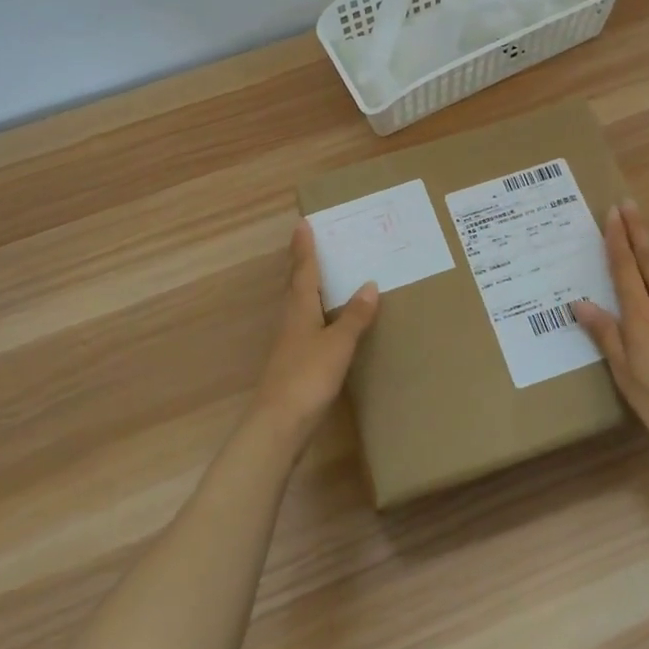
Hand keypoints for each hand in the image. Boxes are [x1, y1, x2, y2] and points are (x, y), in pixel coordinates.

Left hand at [249, 219, 379, 450]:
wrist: (278, 425)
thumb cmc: (307, 377)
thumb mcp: (338, 344)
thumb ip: (354, 316)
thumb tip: (369, 284)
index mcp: (299, 309)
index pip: (303, 271)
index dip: (304, 248)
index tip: (303, 224)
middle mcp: (290, 320)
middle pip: (295, 284)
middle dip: (302, 263)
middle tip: (311, 242)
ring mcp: (289, 343)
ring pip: (298, 304)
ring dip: (307, 286)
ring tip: (322, 275)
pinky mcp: (292, 363)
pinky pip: (304, 325)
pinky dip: (315, 313)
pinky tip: (324, 321)